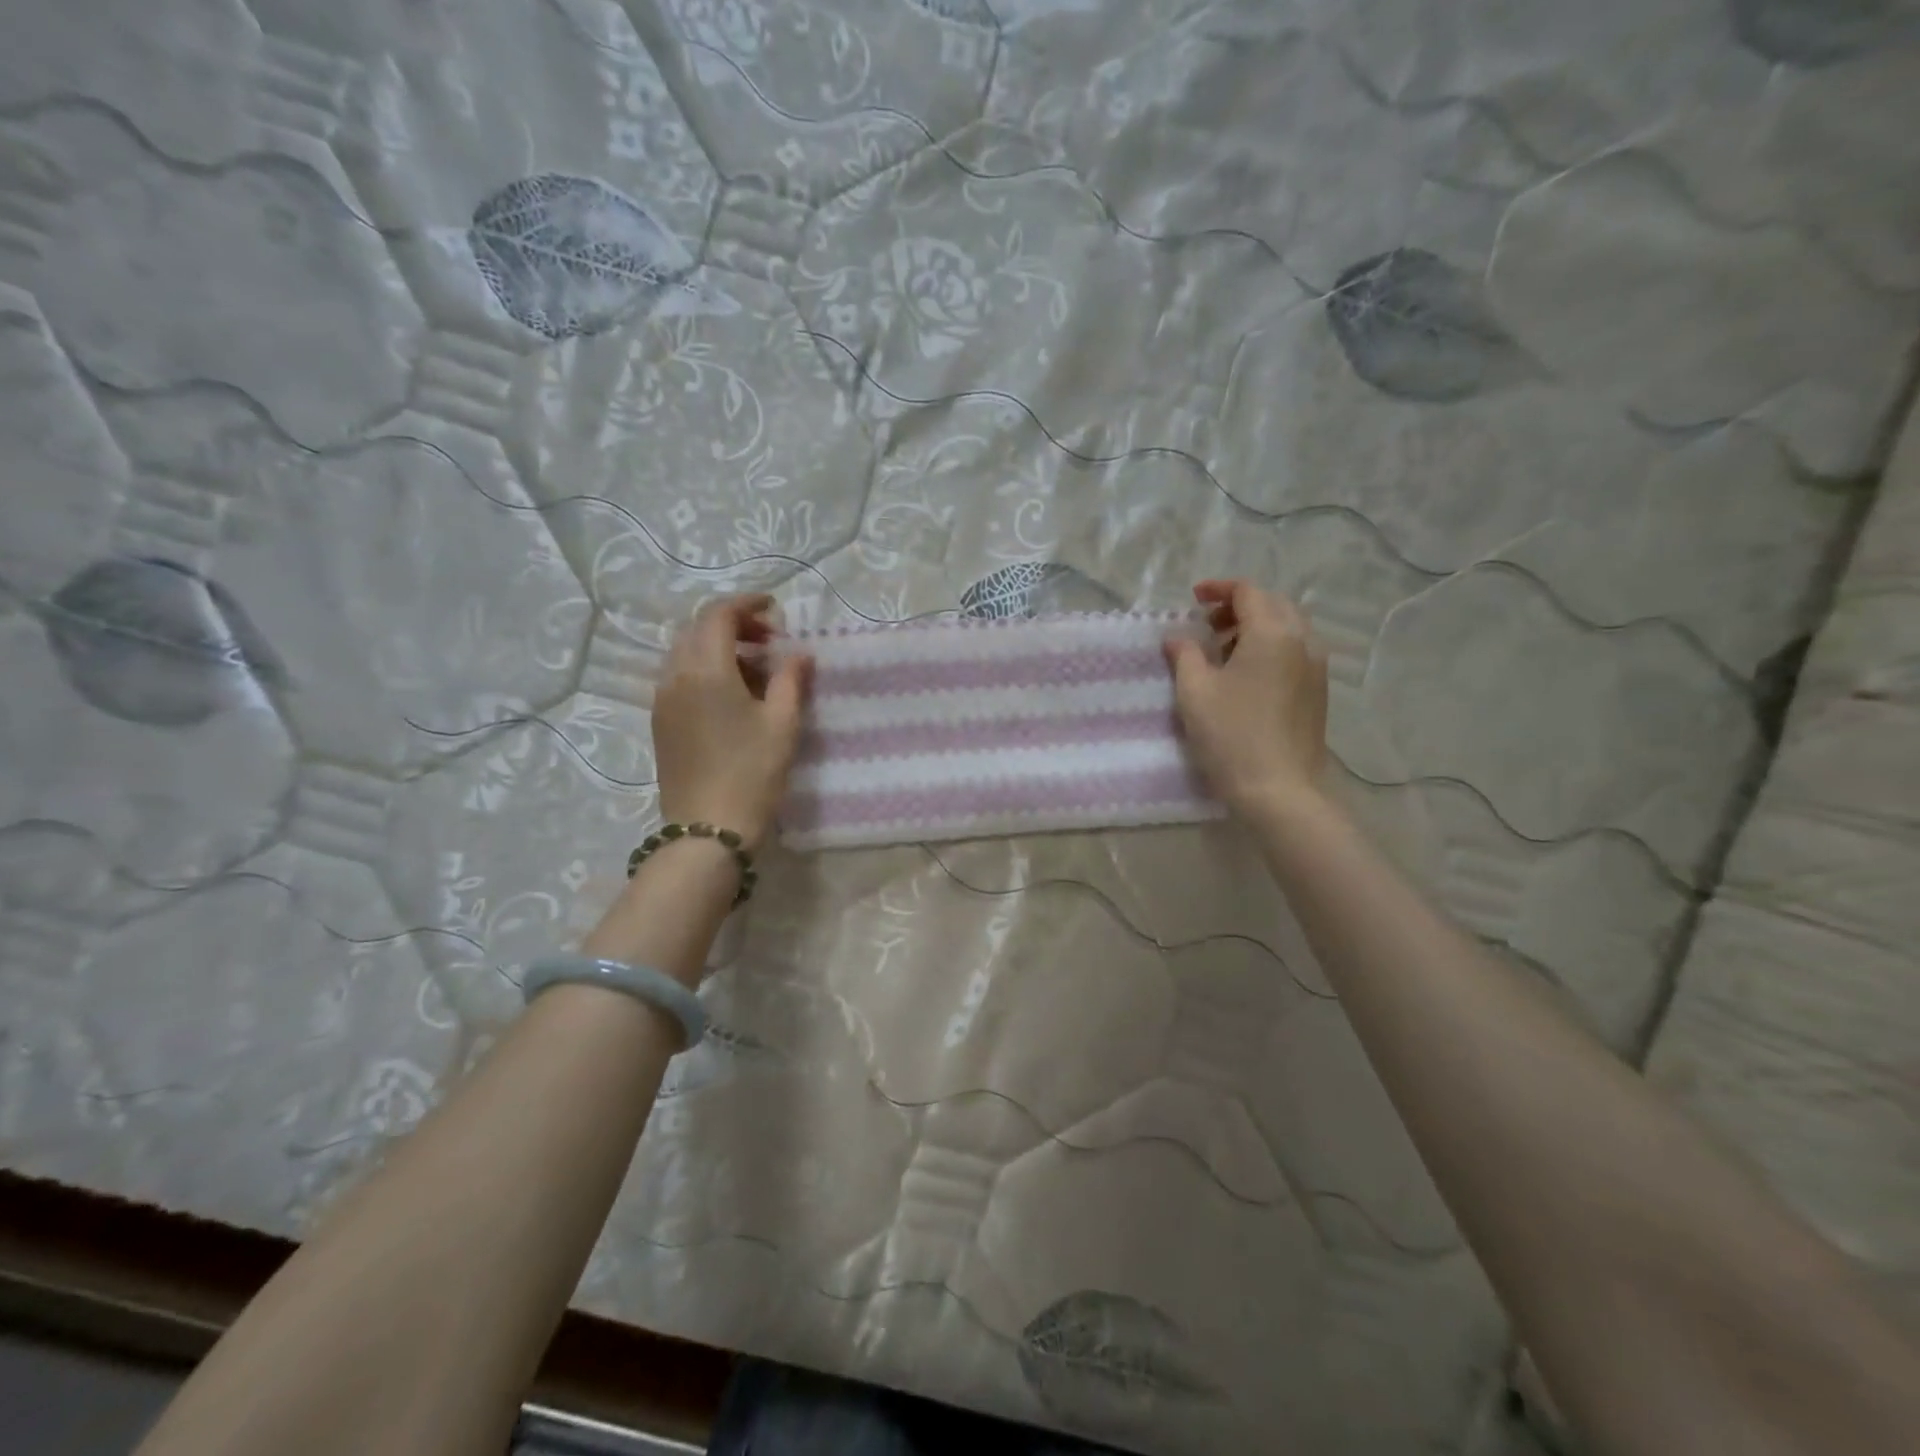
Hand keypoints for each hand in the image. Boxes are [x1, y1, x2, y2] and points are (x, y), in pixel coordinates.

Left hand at [652, 594, 811, 851]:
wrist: (707, 829)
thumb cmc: (752, 774)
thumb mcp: (782, 724)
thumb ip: (791, 680)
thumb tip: (799, 653)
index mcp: (706, 670)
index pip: (718, 615)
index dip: (747, 604)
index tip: (775, 609)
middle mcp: (675, 676)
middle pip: (697, 629)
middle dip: (733, 624)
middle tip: (769, 640)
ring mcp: (662, 699)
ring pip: (685, 652)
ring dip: (718, 646)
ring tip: (754, 668)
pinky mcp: (660, 721)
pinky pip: (678, 676)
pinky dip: (704, 668)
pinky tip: (731, 693)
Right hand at [1164, 579, 1328, 817]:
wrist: (1279, 789)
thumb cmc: (1231, 735)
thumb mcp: (1194, 691)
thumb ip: (1185, 654)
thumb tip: (1178, 637)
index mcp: (1272, 633)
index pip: (1248, 592)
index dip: (1218, 589)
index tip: (1193, 599)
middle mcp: (1302, 641)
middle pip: (1273, 604)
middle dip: (1239, 606)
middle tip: (1208, 624)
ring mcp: (1316, 667)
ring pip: (1288, 627)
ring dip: (1256, 626)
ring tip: (1224, 649)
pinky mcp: (1318, 691)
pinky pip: (1296, 650)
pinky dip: (1271, 646)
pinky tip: (1246, 673)